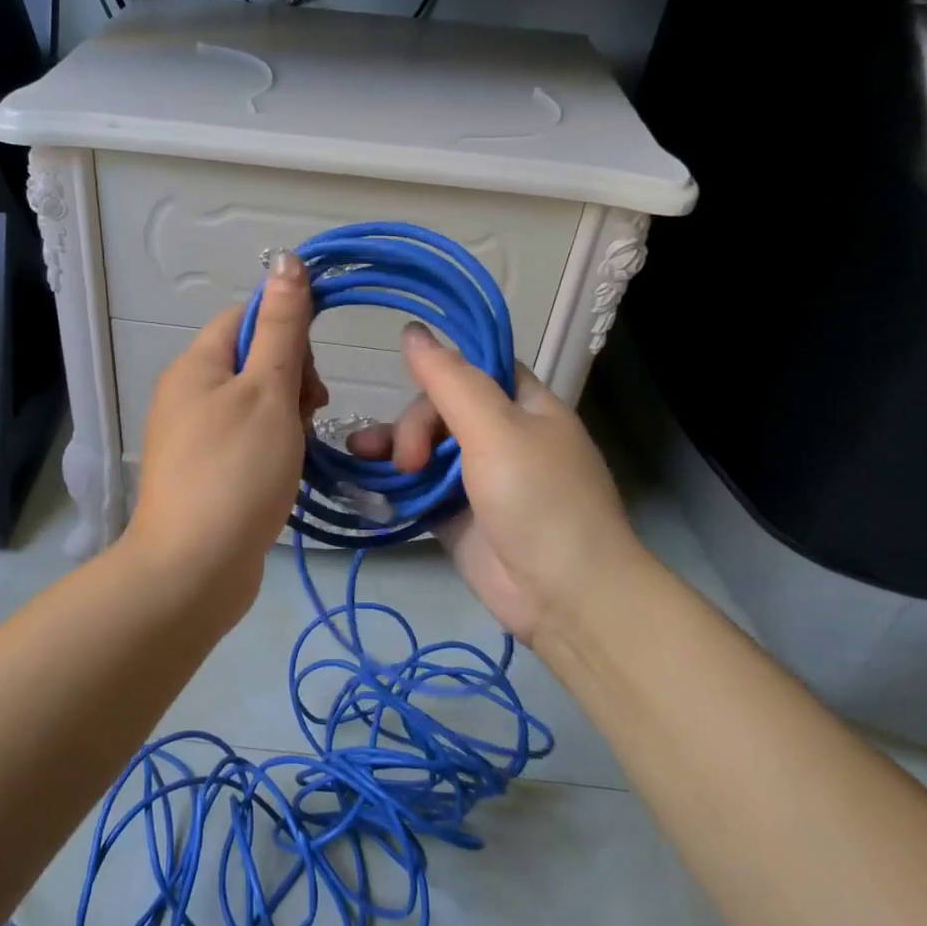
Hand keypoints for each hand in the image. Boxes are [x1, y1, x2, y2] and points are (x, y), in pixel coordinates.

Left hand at [122, 252, 327, 621]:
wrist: (194, 569)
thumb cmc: (236, 471)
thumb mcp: (267, 391)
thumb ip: (281, 327)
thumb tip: (286, 260)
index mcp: (196, 364)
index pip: (246, 317)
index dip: (286, 331)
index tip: (311, 370)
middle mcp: (188, 393)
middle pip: (251, 360)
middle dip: (290, 379)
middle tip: (308, 414)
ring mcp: (193, 436)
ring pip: (254, 403)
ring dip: (287, 417)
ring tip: (298, 449)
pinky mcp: (204, 471)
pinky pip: (246, 440)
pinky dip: (272, 447)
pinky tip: (286, 471)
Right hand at [347, 323, 651, 644]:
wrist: (563, 594)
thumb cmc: (539, 500)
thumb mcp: (496, 430)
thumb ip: (450, 380)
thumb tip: (412, 331)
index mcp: (524, 403)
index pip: (473, 368)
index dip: (439, 370)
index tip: (403, 378)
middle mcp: (500, 434)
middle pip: (440, 407)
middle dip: (414, 425)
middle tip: (409, 460)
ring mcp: (476, 476)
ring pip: (423, 446)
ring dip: (391, 446)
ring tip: (363, 456)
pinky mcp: (455, 512)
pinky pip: (417, 485)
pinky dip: (392, 480)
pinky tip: (364, 477)